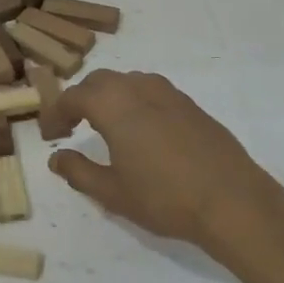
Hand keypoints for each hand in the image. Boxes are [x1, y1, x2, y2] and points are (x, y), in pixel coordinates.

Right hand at [47, 70, 283, 256]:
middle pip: (100, 81)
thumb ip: (79, 172)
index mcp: (115, 105)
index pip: (74, 96)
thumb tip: (57, 157)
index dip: (56, 114)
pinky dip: (135, 102)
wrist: (232, 201)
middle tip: (72, 127)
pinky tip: (141, 131)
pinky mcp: (193, 106)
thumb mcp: (112, 192)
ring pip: (129, 82)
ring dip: (110, 97)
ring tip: (105, 126)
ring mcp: (171, 94)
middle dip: (81, 99)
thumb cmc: (164, 198)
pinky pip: (153, 92)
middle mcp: (140, 89)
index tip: (51, 136)